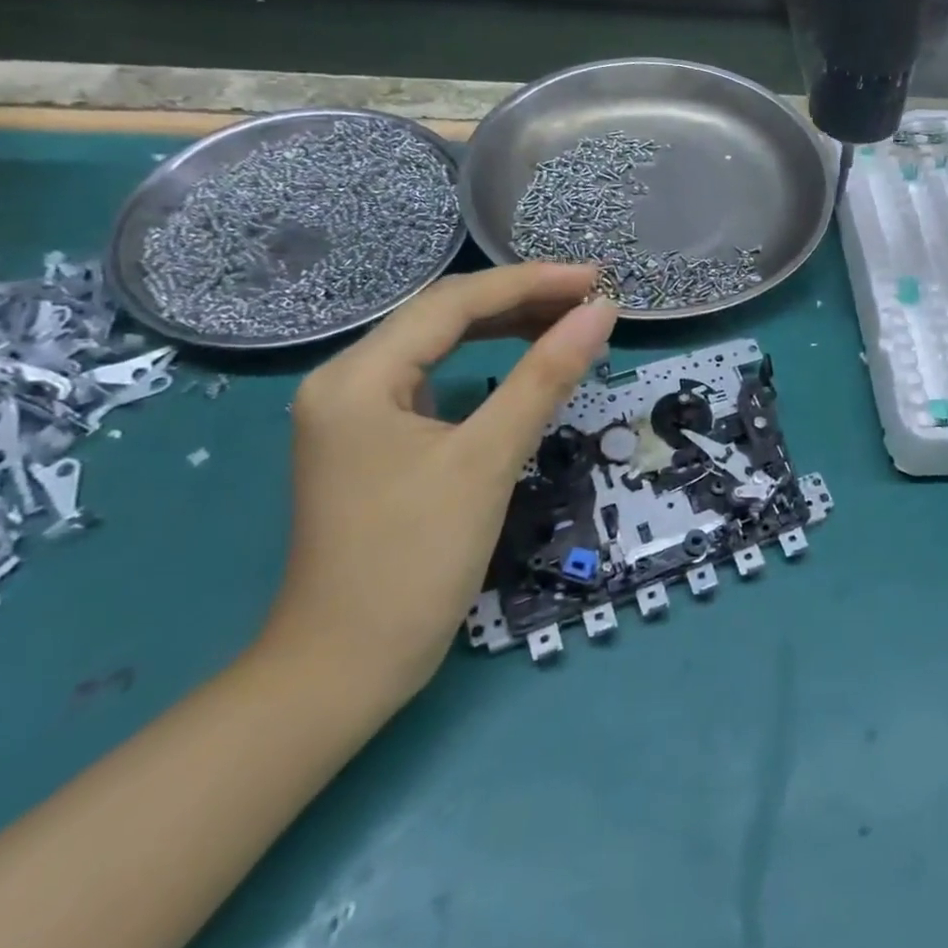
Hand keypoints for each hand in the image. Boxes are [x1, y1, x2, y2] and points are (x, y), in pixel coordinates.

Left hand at [265, 264, 617, 704]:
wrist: (345, 669)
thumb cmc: (414, 560)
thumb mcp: (488, 460)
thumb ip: (546, 377)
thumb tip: (602, 313)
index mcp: (358, 376)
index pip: (454, 303)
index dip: (531, 282)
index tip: (596, 279)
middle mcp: (348, 380)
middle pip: (444, 316)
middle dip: (521, 300)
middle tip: (592, 298)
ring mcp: (357, 412)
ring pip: (440, 345)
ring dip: (506, 328)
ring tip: (569, 321)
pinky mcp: (373, 440)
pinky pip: (436, 380)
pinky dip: (486, 362)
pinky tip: (523, 360)